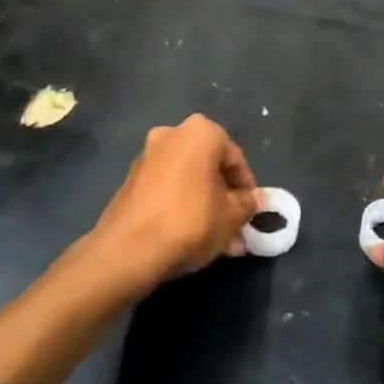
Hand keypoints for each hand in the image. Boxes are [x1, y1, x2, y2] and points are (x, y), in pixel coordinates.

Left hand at [93, 114, 259, 289]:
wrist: (126, 251)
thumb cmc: (189, 221)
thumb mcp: (231, 216)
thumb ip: (248, 204)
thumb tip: (256, 199)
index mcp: (200, 132)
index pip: (235, 159)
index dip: (247, 189)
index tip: (250, 213)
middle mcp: (172, 135)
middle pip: (209, 168)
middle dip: (224, 199)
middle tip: (234, 229)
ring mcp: (147, 158)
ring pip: (188, 181)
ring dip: (204, 206)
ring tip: (216, 242)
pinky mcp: (130, 182)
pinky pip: (167, 191)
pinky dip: (180, 208)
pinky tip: (189, 238)